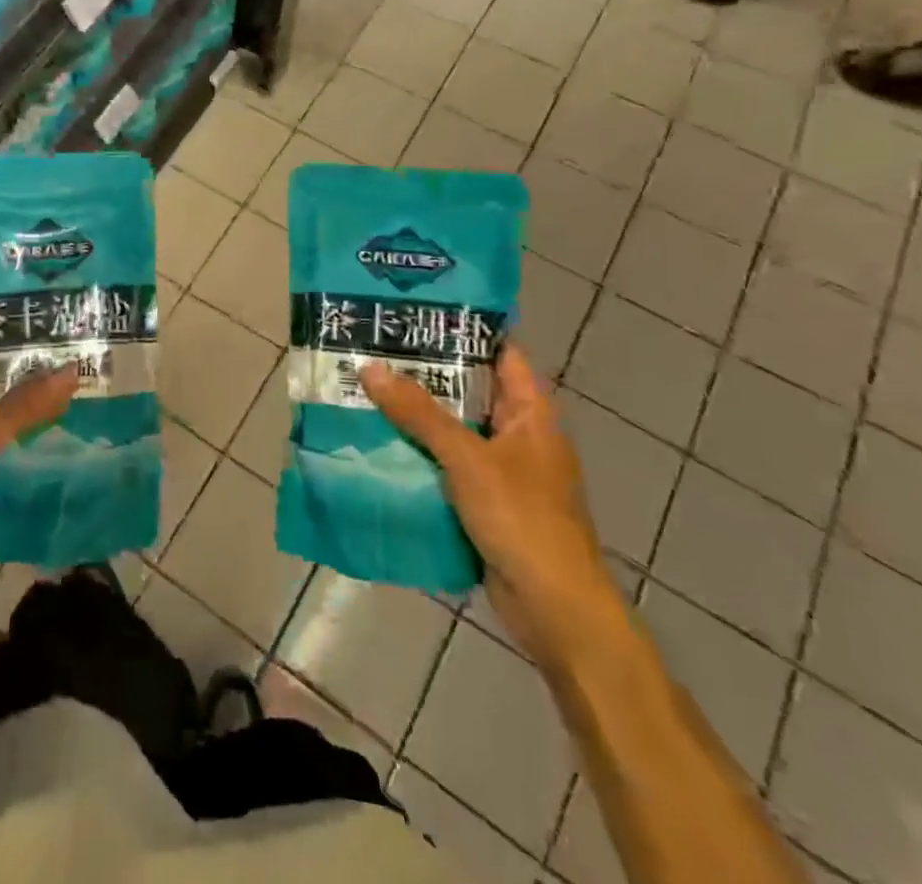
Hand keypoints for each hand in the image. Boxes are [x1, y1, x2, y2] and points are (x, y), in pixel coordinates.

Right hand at [361, 347, 621, 673]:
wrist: (555, 610)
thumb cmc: (522, 519)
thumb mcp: (467, 458)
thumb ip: (419, 413)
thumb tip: (369, 367)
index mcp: (531, 413)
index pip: (501, 352)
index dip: (465, 328)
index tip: (418, 311)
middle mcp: (519, 434)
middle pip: (471, 389)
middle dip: (427, 372)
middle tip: (376, 347)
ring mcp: (503, 470)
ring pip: (455, 428)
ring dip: (418, 415)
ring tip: (366, 387)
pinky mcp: (486, 501)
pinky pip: (447, 464)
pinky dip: (419, 452)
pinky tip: (380, 442)